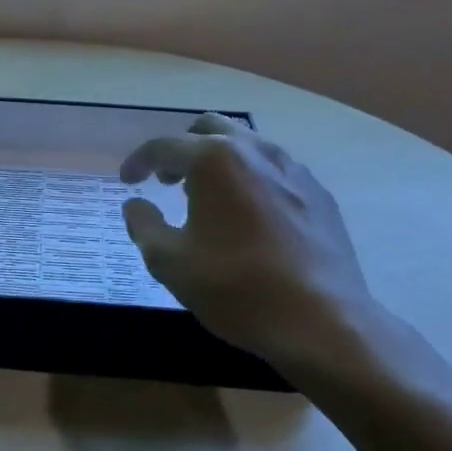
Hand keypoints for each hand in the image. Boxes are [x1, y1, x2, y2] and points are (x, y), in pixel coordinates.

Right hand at [120, 114, 406, 396]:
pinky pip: (275, 170)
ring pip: (246, 145)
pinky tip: (249, 215)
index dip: (139, 162)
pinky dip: (251, 179)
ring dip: (218, 161)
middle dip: (182, 149)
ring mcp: (293, 169)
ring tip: (207, 198)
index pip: (164, 146)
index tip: (128, 181)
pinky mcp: (319, 194)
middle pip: (209, 129)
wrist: (324, 322)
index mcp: (214, 160)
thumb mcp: (170, 262)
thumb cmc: (237, 288)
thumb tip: (136, 205)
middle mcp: (255, 151)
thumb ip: (144, 226)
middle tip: (168, 180)